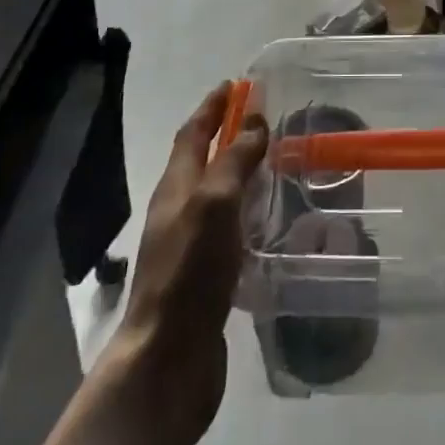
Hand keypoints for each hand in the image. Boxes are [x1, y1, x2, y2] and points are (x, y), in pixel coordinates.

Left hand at [103, 81, 268, 444]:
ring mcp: (191, 245)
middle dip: (227, 136)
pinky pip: (230, 230)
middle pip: (202, 161)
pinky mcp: (207, 276)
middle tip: (263, 120)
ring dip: (240, 174)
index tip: (234, 84)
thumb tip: (253, 121)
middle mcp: (180, 211)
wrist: (168, 360)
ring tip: (276, 164)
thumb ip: (233, 161)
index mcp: (176, 188)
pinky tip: (271, 223)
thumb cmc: (190, 271)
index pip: (193, 134)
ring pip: (217, 196)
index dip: (212, 107)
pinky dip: (248, 214)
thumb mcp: (214, 204)